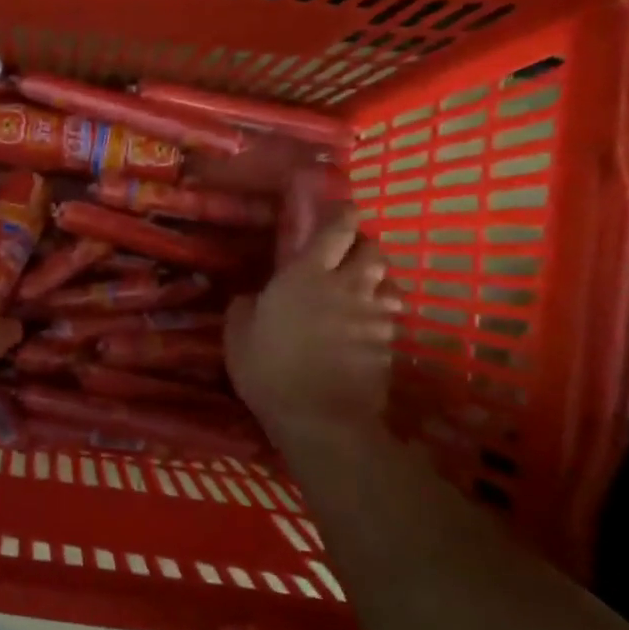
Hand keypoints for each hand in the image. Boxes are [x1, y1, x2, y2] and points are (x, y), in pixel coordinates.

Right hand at [225, 206, 399, 446]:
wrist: (322, 419)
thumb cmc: (270, 369)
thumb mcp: (237, 335)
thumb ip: (245, 307)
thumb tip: (251, 297)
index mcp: (306, 275)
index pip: (336, 228)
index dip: (341, 213)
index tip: (337, 210)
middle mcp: (347, 286)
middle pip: (372, 249)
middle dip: (362, 245)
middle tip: (344, 255)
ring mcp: (374, 315)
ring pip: (388, 281)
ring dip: (376, 279)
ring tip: (360, 290)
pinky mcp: (389, 344)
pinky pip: (391, 316)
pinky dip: (381, 314)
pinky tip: (365, 327)